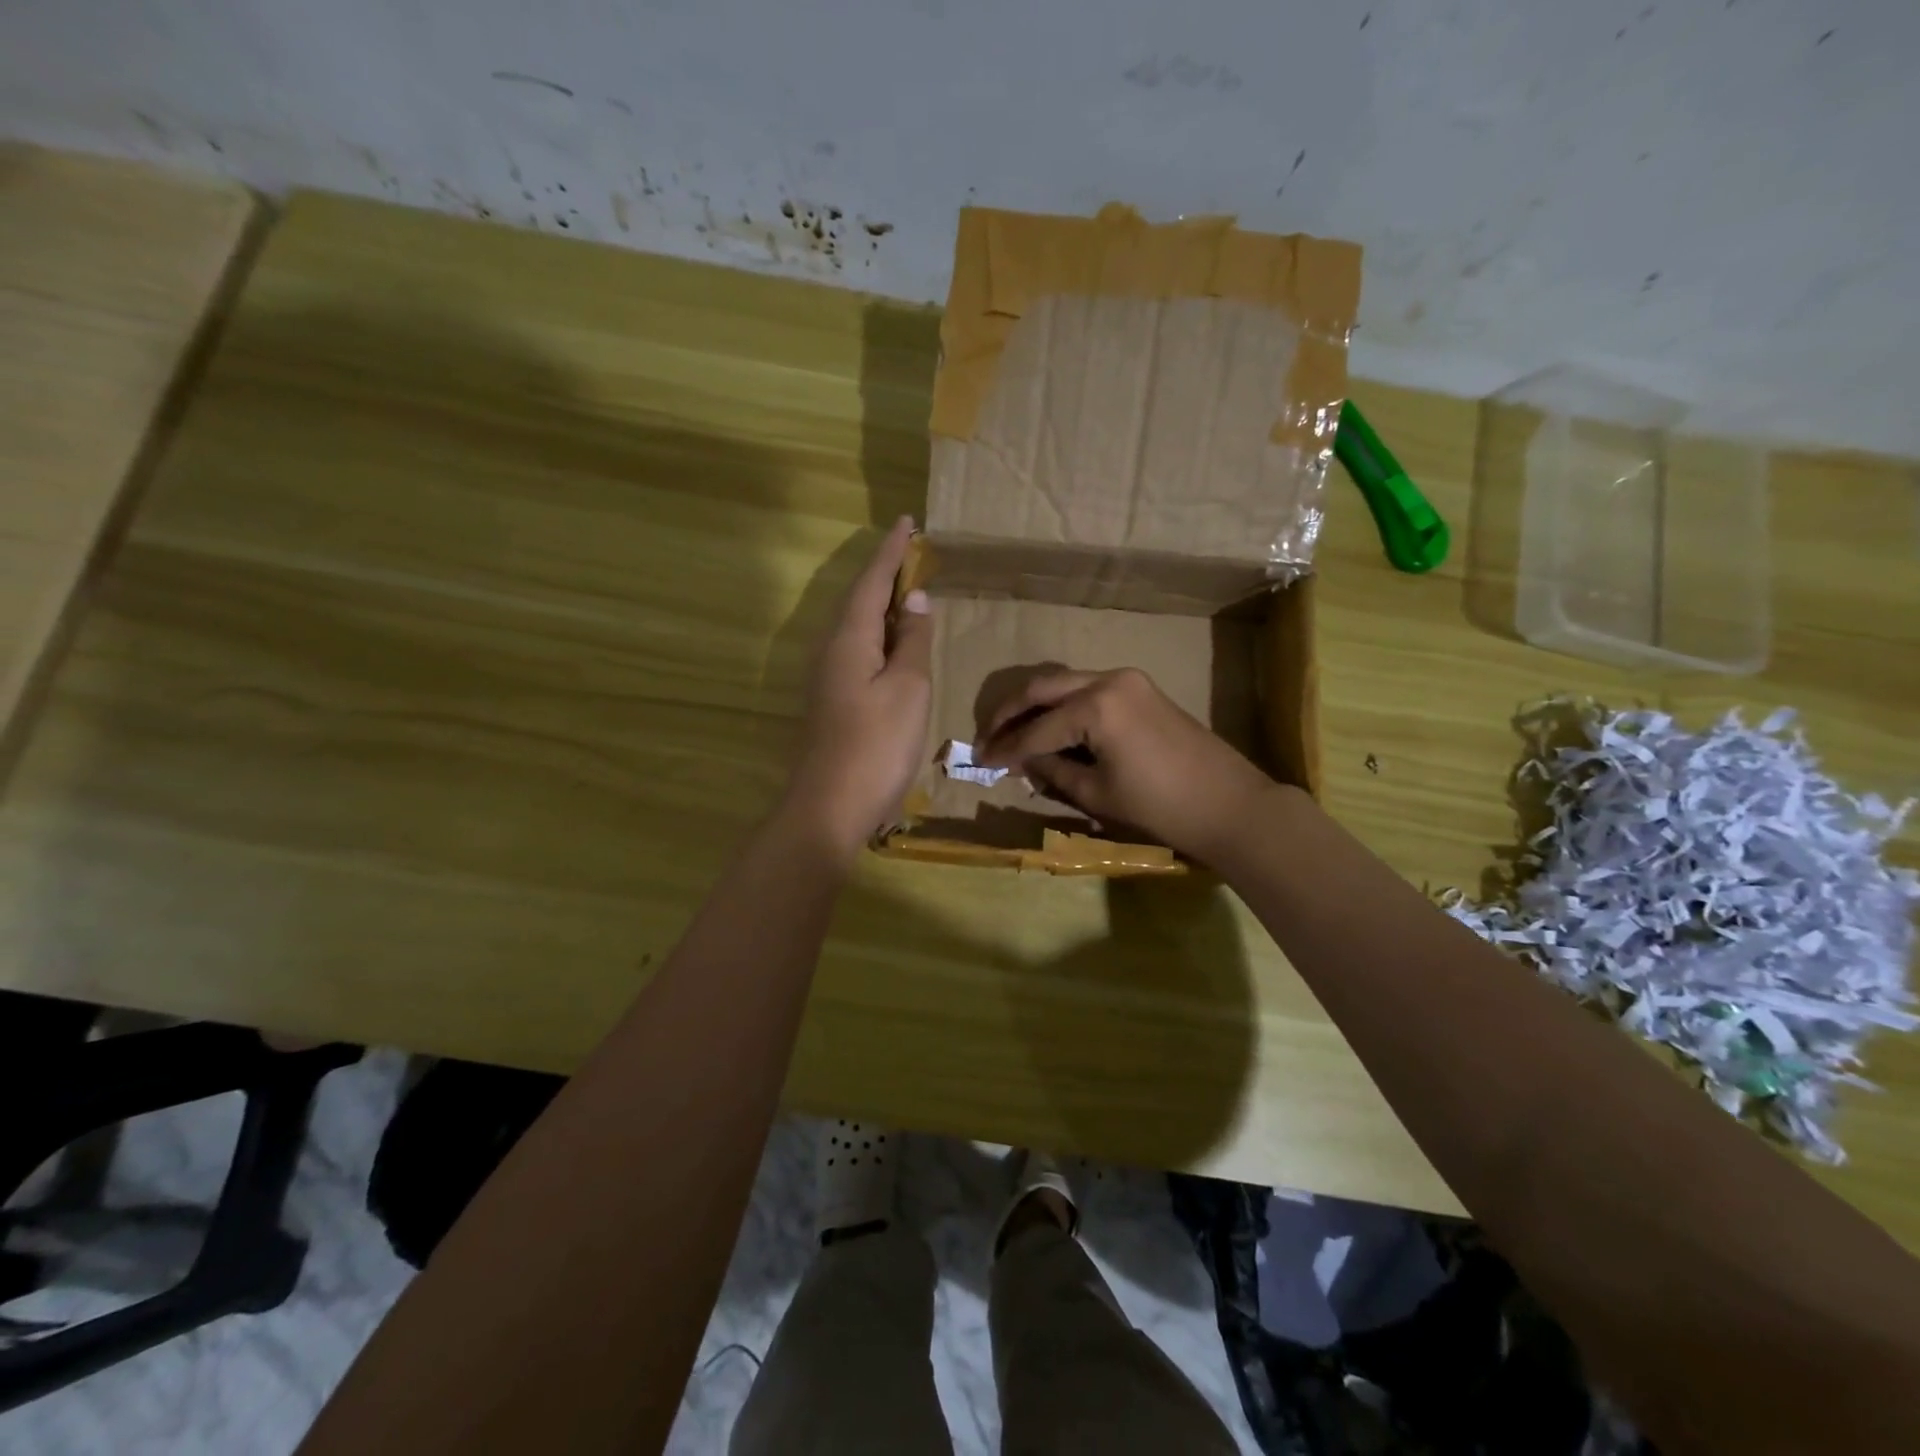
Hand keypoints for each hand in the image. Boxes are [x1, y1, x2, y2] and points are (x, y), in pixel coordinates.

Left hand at [781, 517, 932, 861]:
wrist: (830, 806)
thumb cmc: (876, 744)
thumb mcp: (908, 688)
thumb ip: (912, 641)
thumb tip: (914, 600)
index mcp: (849, 639)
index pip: (871, 582)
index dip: (891, 552)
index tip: (908, 522)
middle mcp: (832, 651)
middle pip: (859, 600)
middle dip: (885, 574)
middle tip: (913, 554)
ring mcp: (829, 678)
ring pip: (858, 627)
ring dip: (882, 605)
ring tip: (909, 591)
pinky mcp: (834, 701)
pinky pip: (859, 651)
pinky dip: (880, 636)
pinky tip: (895, 645)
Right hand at [976, 666, 1280, 865]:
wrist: (1229, 805)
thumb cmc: (1160, 807)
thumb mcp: (1097, 794)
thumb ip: (1053, 771)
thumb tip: (1025, 760)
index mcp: (1096, 706)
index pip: (1036, 728)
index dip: (1005, 748)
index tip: (980, 760)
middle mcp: (1108, 679)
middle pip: (1043, 688)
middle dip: (1010, 713)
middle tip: (986, 737)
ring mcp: (1128, 680)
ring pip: (1065, 684)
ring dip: (1035, 706)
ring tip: (1010, 732)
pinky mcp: (1140, 689)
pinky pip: (1088, 690)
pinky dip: (1063, 707)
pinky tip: (1048, 727)